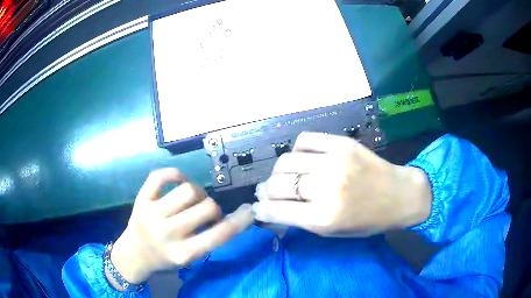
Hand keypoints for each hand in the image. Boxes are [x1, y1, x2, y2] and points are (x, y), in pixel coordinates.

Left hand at [110, 168, 254, 286]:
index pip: (220, 235)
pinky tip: (179, 180)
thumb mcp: (190, 259)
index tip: (249, 210)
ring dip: (198, 193)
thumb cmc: (165, 259)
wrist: (134, 255)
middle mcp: (168, 233)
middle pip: (206, 207)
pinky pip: (160, 176)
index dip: (240, 220)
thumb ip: (208, 240)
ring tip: (194, 199)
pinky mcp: (141, 199)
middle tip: (208, 212)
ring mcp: (152, 213)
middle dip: (214, 208)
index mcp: (184, 253)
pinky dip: (175, 174)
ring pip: (189, 190)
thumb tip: (228, 215)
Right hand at [254, 132, 431, 236]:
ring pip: (286, 160)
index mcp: (324, 218)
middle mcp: (326, 188)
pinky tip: (304, 158)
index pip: (276, 210)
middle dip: (266, 191)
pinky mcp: (342, 143)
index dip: (261, 210)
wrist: (400, 196)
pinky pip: (304, 140)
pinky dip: (298, 150)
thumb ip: (300, 220)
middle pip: (277, 184)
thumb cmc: (367, 221)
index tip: (258, 209)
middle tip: (269, 192)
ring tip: (287, 176)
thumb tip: (271, 208)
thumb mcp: (333, 231)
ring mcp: (335, 161)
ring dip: (279, 171)